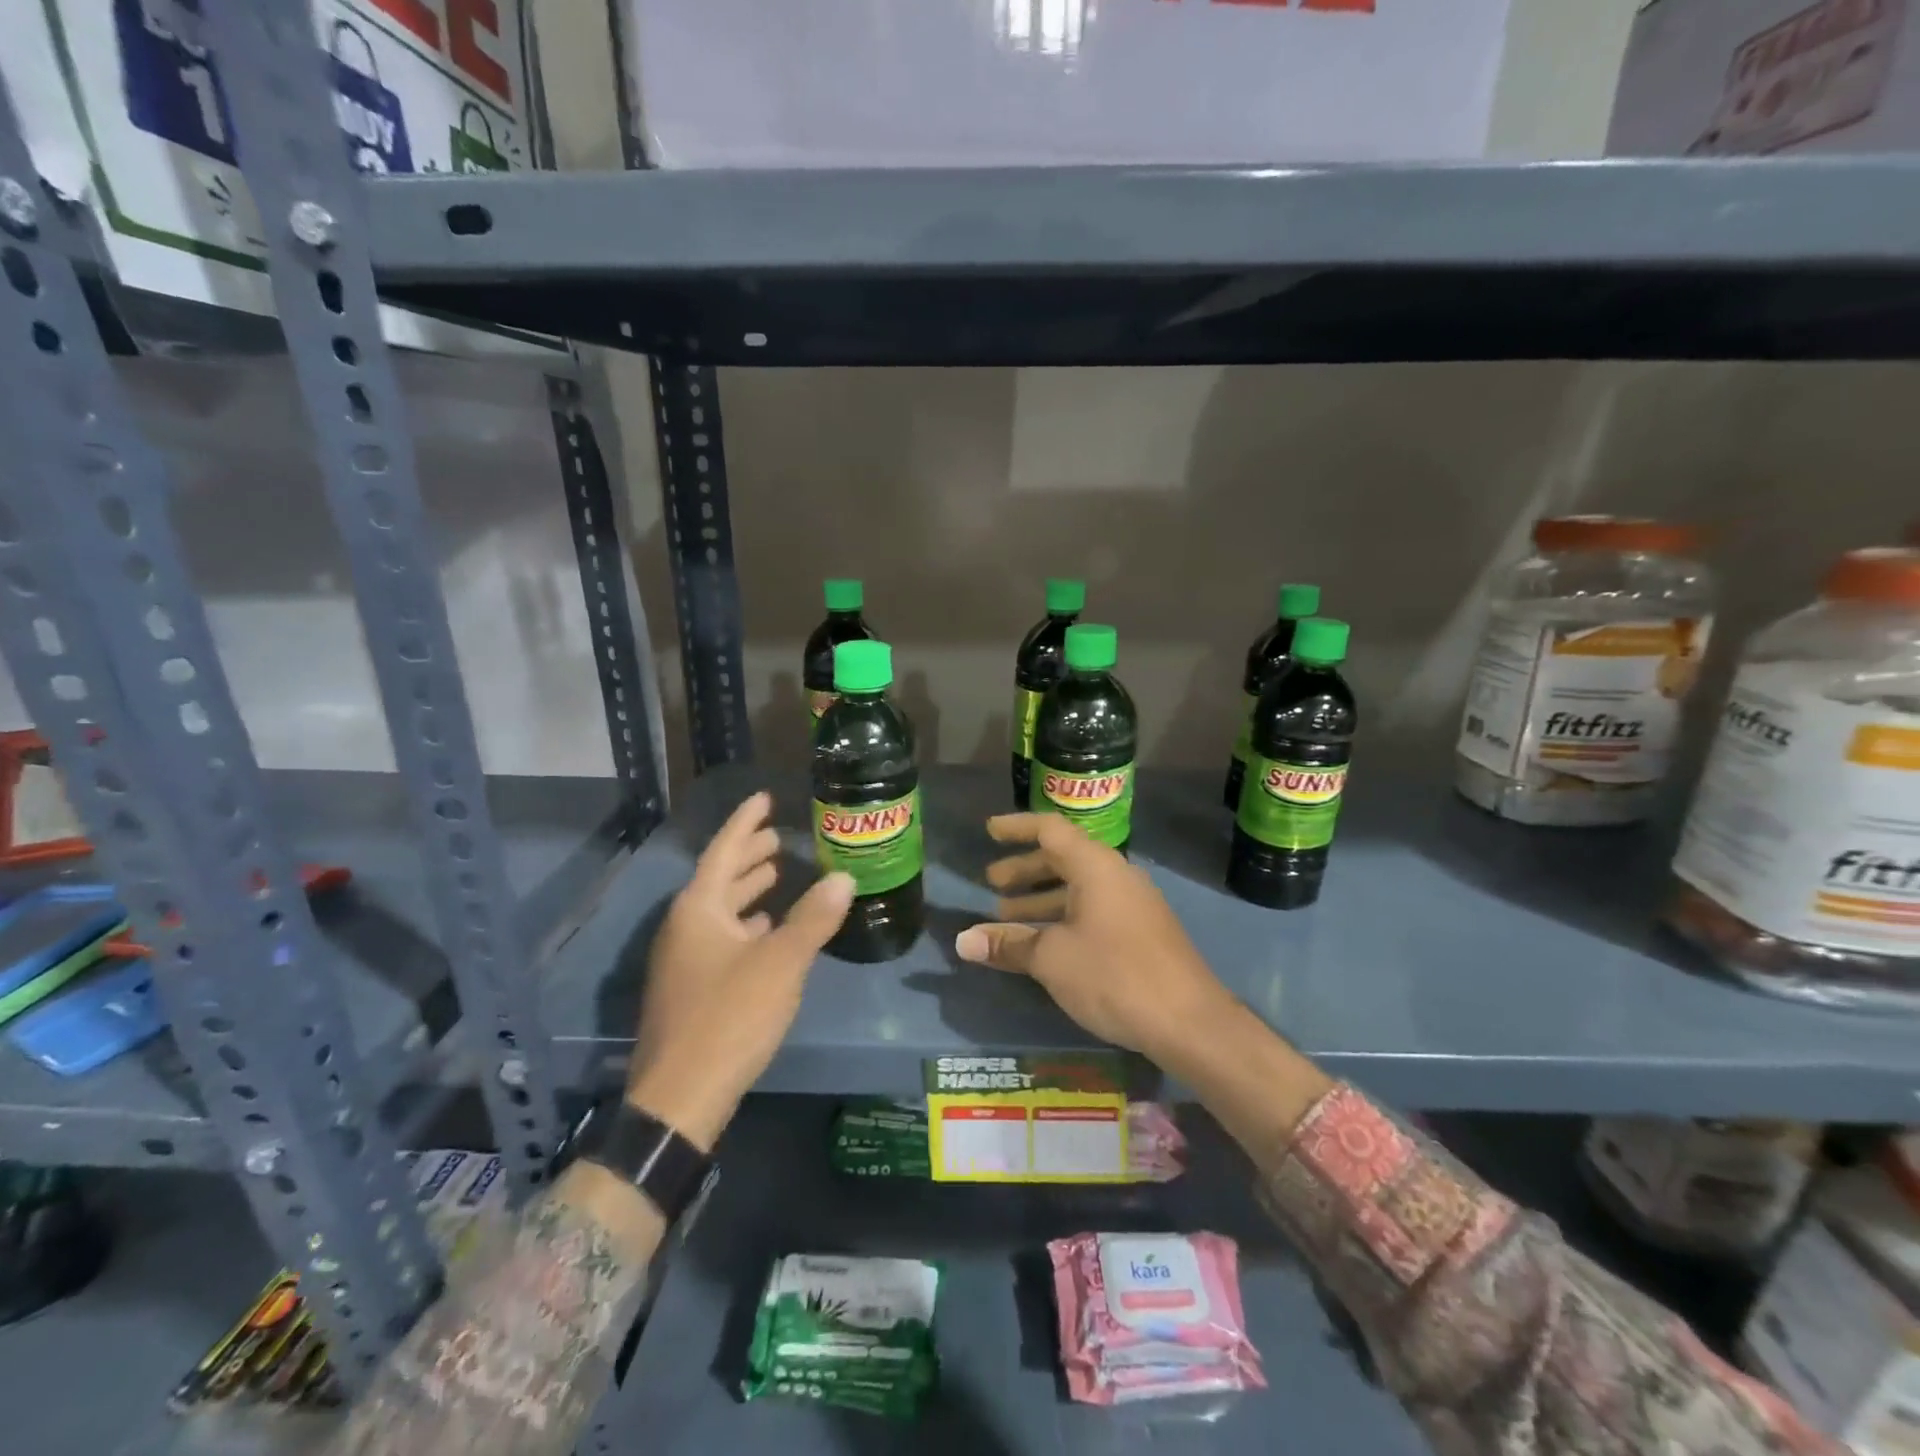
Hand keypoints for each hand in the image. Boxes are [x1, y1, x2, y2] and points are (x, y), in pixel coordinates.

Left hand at [627, 792, 852, 1149]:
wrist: (680, 1098)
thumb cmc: (729, 1016)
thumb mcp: (780, 963)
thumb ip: (813, 918)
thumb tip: (844, 878)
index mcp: (699, 909)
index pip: (724, 850)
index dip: (746, 822)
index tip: (765, 798)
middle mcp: (685, 926)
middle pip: (720, 878)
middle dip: (749, 856)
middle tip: (779, 837)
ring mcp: (684, 960)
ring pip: (720, 910)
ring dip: (748, 891)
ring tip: (777, 875)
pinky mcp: (691, 988)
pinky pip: (721, 937)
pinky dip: (745, 925)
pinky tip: (767, 929)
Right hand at [953, 813, 1234, 1065]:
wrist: (1189, 1022)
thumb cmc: (1114, 975)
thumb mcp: (1052, 959)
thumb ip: (1008, 944)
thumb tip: (962, 941)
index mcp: (1095, 867)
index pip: (1050, 830)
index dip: (1017, 828)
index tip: (989, 831)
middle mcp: (1115, 876)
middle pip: (1063, 859)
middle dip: (1024, 870)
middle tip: (991, 884)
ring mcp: (1132, 905)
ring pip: (1077, 889)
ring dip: (1041, 899)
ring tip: (1007, 917)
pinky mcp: (1140, 933)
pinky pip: (1092, 911)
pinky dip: (1062, 918)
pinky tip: (1045, 944)